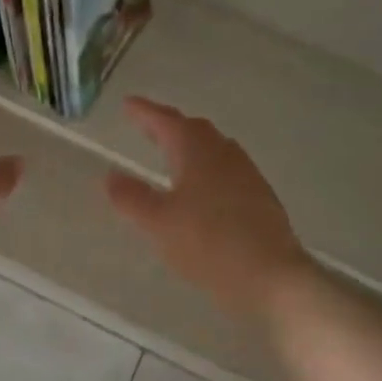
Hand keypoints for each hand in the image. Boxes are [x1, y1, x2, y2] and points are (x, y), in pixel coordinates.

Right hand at [104, 96, 309, 318]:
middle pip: (194, 130)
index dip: (145, 112)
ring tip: (172, 153)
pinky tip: (202, 188)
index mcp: (197, 152)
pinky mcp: (260, 198)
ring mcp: (247, 175)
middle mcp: (224, 155)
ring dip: (191, 145)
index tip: (128, 104)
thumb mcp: (158, 223)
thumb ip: (132, 197)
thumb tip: (110, 175)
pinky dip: (207, 168)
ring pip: (214, 149)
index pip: (166, 122)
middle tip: (148, 126)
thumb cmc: (208, 244)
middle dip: (169, 125)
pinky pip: (227, 170)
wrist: (272, 276)